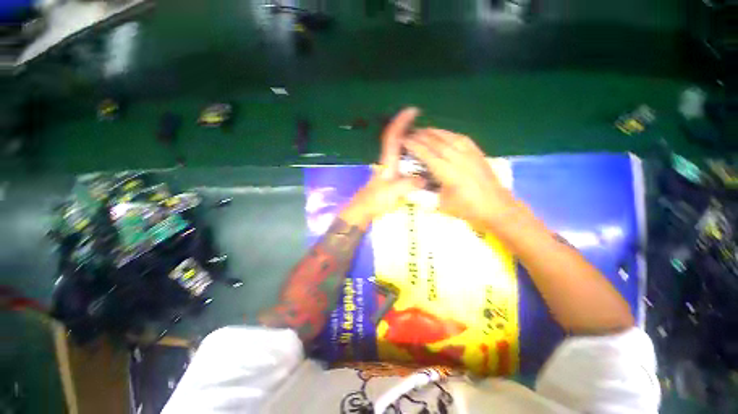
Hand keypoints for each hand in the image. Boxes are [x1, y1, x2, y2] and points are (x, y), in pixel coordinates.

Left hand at [340, 107, 424, 227]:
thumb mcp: (392, 192)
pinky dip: (413, 153)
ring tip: (428, 137)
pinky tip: (422, 158)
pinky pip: (404, 159)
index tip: (412, 110)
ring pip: (400, 148)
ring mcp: (391, 166)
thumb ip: (407, 185)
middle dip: (408, 126)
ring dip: (411, 139)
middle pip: (397, 137)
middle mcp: (389, 160)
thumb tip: (424, 179)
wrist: (366, 208)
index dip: (401, 121)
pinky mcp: (393, 174)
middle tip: (426, 123)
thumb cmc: (376, 199)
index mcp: (388, 160)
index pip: (393, 136)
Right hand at [404, 128, 518, 230]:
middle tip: (411, 133)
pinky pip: (461, 138)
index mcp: (448, 173)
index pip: (427, 154)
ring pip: (449, 137)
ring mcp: (469, 154)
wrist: (496, 207)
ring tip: (424, 130)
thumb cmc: (467, 209)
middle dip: (422, 136)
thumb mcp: (441, 205)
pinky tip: (444, 134)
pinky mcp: (477, 153)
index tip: (404, 141)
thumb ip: (427, 192)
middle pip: (436, 142)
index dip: (414, 146)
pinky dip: (449, 134)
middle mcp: (458, 159)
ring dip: (434, 132)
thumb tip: (416, 183)